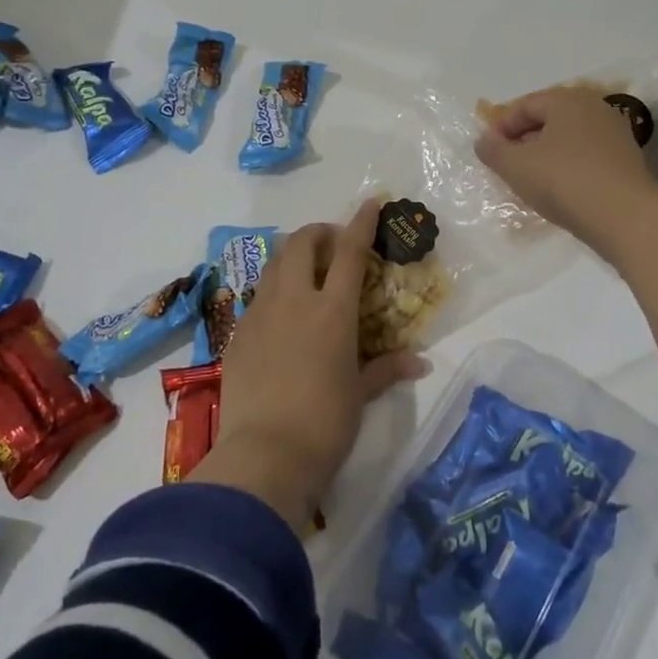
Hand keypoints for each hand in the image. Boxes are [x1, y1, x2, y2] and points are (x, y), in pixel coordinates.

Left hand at [191, 201, 427, 531]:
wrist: (264, 456)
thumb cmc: (325, 423)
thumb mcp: (360, 394)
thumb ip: (386, 369)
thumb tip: (419, 362)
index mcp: (332, 310)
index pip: (349, 250)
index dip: (361, 221)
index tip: (371, 202)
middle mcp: (294, 300)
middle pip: (301, 243)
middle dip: (319, 233)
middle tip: (333, 248)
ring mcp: (260, 314)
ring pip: (274, 265)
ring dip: (293, 258)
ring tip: (307, 277)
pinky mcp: (237, 335)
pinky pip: (258, 297)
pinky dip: (275, 291)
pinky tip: (283, 318)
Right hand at [475, 87, 657, 259]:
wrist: (625, 217)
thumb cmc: (564, 181)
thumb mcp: (516, 166)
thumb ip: (493, 150)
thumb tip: (485, 141)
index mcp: (568, 100)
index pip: (526, 105)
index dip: (501, 126)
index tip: (488, 151)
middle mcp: (595, 109)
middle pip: (550, 119)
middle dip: (524, 140)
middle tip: (507, 164)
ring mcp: (616, 134)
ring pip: (569, 139)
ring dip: (546, 155)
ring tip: (531, 180)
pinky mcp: (627, 161)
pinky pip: (587, 157)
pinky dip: (568, 168)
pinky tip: (560, 190)